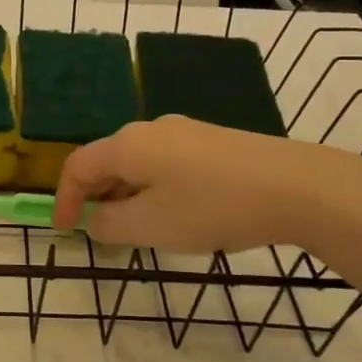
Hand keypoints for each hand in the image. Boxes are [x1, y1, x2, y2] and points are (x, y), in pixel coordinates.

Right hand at [52, 116, 361, 255]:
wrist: (298, 186)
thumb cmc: (212, 207)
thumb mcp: (150, 226)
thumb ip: (109, 224)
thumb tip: (95, 218)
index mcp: (127, 144)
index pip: (78, 166)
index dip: (64, 199)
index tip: (65, 232)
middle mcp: (151, 129)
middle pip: (108, 161)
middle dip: (97, 197)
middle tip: (101, 233)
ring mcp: (186, 132)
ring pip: (140, 163)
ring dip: (128, 195)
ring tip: (140, 229)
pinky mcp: (214, 142)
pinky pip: (168, 164)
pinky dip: (156, 188)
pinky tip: (179, 213)